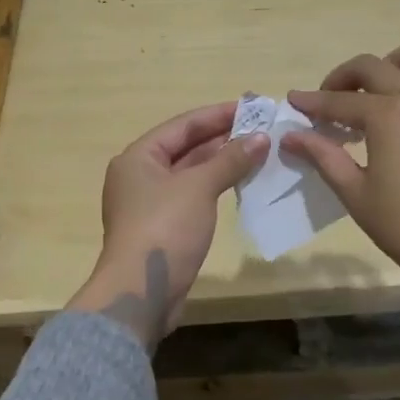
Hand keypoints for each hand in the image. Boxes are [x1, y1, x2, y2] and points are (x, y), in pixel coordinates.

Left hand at [66, 102, 267, 348]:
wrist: (141, 292)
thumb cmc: (165, 228)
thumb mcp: (199, 187)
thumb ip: (230, 160)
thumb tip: (261, 138)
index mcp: (138, 157)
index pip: (183, 125)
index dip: (218, 115)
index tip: (252, 107)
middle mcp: (139, 175)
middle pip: (185, 147)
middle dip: (222, 138)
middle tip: (261, 129)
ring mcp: (150, 203)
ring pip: (190, 173)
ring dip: (221, 163)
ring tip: (258, 152)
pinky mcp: (162, 227)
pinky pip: (192, 196)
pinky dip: (215, 187)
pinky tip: (241, 184)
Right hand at [283, 40, 399, 302]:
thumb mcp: (356, 194)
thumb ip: (324, 157)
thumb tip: (291, 136)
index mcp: (387, 116)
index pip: (339, 101)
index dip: (312, 101)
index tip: (293, 102)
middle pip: (373, 66)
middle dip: (343, 78)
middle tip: (329, 103)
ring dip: (394, 63)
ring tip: (380, 90)